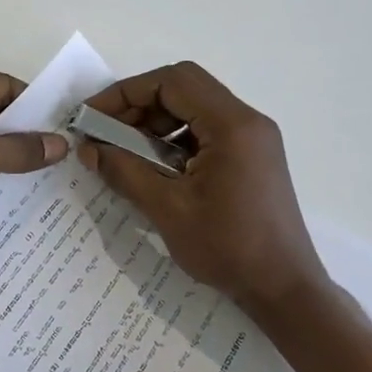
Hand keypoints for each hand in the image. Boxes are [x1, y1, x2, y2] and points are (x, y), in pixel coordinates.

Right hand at [78, 62, 327, 316]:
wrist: (284, 288)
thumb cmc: (228, 247)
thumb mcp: (167, 209)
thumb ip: (124, 171)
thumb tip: (87, 148)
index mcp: (232, 124)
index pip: (172, 82)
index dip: (126, 93)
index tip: (93, 116)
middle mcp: (247, 120)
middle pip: (183, 88)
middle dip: (138, 105)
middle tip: (105, 133)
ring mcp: (252, 138)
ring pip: (193, 108)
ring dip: (155, 122)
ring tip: (124, 152)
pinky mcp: (251, 156)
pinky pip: (206, 130)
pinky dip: (174, 139)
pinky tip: (154, 167)